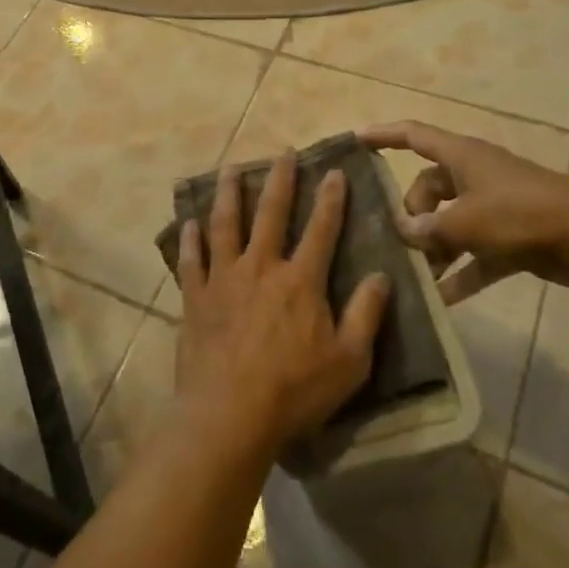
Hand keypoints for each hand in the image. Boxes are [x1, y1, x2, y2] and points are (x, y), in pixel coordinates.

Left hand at [174, 152, 391, 457]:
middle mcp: (260, 267)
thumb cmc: (294, 391)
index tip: (334, 171)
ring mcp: (223, 278)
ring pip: (225, 224)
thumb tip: (380, 275)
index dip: (330, 199)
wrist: (229, 414)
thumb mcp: (349, 361)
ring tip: (230, 168)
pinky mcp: (194, 297)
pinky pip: (191, 259)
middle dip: (279, 180)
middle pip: (270, 213)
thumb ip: (366, 315)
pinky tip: (188, 223)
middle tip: (282, 152)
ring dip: (228, 193)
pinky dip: (190, 239)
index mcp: (300, 280)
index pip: (321, 229)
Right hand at [360, 121, 568, 301]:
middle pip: (428, 188)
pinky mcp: (512, 236)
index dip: (382, 136)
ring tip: (418, 275)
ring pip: (450, 222)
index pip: (413, 135)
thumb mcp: (465, 221)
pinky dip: (461, 272)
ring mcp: (494, 206)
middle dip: (413, 215)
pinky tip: (443, 299)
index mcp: (461, 156)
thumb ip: (428, 228)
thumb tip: (404, 232)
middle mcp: (474, 175)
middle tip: (404, 242)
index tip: (354, 141)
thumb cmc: (520, 214)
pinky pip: (475, 253)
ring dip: (434, 247)